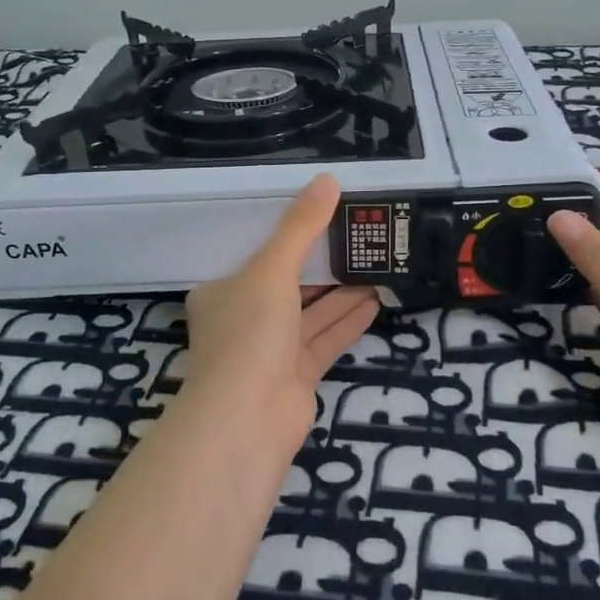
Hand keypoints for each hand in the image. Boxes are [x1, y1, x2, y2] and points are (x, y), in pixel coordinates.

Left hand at [181, 175, 380, 450]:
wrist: (247, 419)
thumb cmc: (249, 333)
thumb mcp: (273, 269)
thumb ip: (301, 228)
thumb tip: (327, 180)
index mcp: (223, 292)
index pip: (257, 258)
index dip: (288, 238)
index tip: (321, 218)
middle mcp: (243, 320)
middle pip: (288, 286)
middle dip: (323, 266)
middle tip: (359, 239)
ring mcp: (270, 352)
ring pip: (311, 314)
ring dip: (342, 293)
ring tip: (376, 266)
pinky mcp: (297, 377)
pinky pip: (325, 341)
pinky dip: (347, 322)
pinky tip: (376, 301)